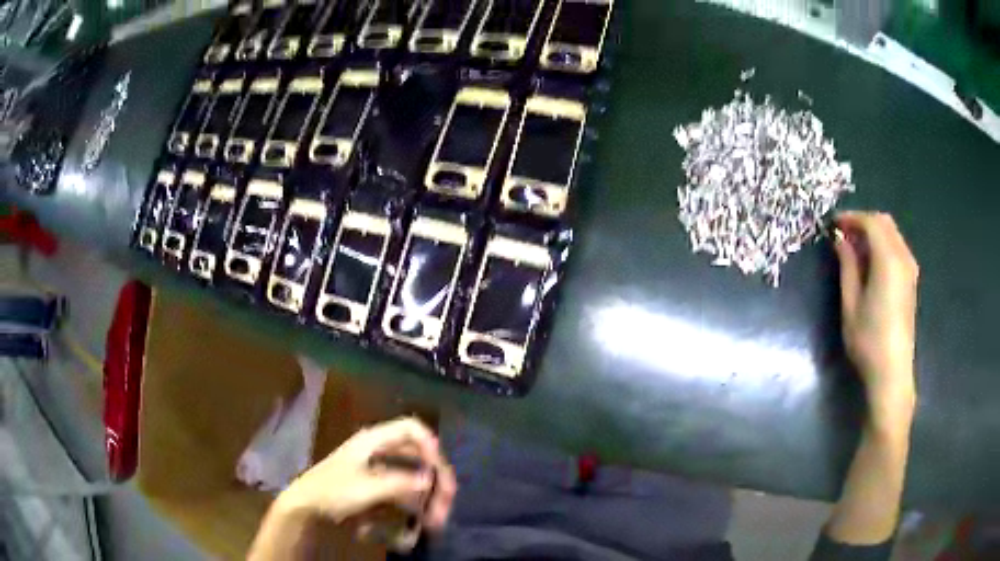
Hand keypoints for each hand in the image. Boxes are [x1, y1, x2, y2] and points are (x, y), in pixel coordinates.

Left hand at [277, 417, 456, 530]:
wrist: (305, 507)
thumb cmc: (331, 492)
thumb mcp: (365, 488)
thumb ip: (398, 483)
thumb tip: (429, 480)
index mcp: (373, 441)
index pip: (411, 429)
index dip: (430, 444)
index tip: (439, 471)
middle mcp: (379, 451)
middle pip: (418, 455)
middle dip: (435, 479)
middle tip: (446, 503)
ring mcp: (378, 469)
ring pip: (413, 476)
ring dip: (426, 496)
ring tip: (433, 521)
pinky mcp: (376, 487)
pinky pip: (402, 491)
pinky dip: (412, 504)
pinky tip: (415, 523)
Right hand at [834, 212, 918, 425]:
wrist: (892, 372)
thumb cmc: (868, 340)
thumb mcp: (851, 304)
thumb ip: (848, 266)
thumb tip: (841, 239)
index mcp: (889, 261)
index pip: (871, 222)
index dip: (851, 217)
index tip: (833, 224)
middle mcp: (903, 258)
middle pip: (884, 222)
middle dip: (863, 221)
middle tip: (842, 233)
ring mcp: (910, 269)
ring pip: (892, 233)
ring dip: (873, 232)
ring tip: (853, 247)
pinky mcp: (911, 280)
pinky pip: (897, 247)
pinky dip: (882, 244)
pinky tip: (869, 261)